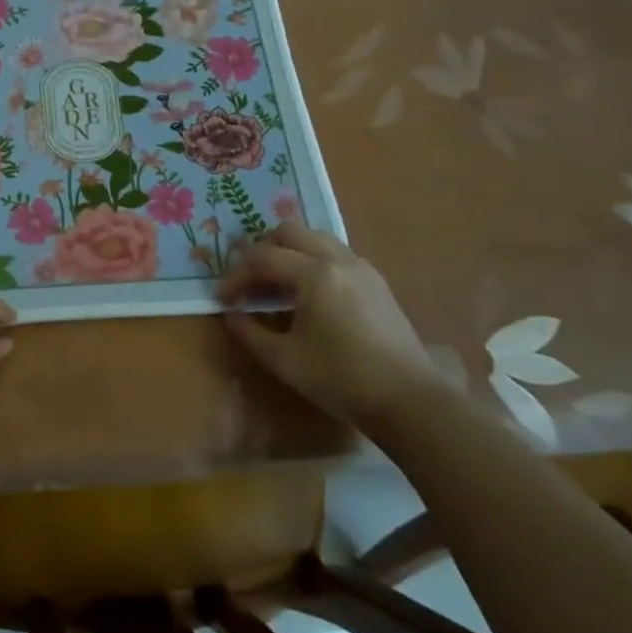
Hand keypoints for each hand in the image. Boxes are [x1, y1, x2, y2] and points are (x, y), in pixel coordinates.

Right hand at [218, 222, 443, 428]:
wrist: (409, 400)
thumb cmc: (341, 378)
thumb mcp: (284, 360)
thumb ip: (250, 332)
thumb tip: (232, 315)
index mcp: (314, 274)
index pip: (263, 259)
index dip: (236, 275)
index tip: (222, 298)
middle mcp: (338, 259)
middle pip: (289, 232)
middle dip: (261, 251)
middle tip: (247, 280)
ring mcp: (361, 267)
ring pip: (314, 238)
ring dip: (287, 252)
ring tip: (274, 283)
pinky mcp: (375, 282)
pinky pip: (333, 253)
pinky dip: (310, 260)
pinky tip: (305, 293)